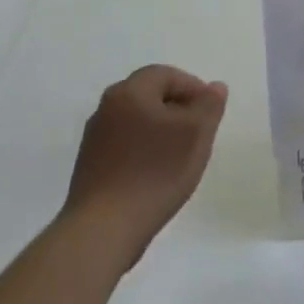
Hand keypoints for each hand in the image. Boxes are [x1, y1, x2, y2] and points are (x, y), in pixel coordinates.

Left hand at [63, 65, 226, 256]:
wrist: (104, 229)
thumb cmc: (156, 172)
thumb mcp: (197, 133)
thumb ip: (209, 105)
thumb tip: (214, 87)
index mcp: (130, 92)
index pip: (166, 74)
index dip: (193, 88)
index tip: (210, 113)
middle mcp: (106, 108)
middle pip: (150, 96)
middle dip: (178, 109)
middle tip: (198, 132)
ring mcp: (94, 138)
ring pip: (137, 121)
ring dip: (161, 130)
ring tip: (180, 156)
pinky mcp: (90, 166)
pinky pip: (125, 145)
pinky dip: (144, 150)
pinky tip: (156, 175)